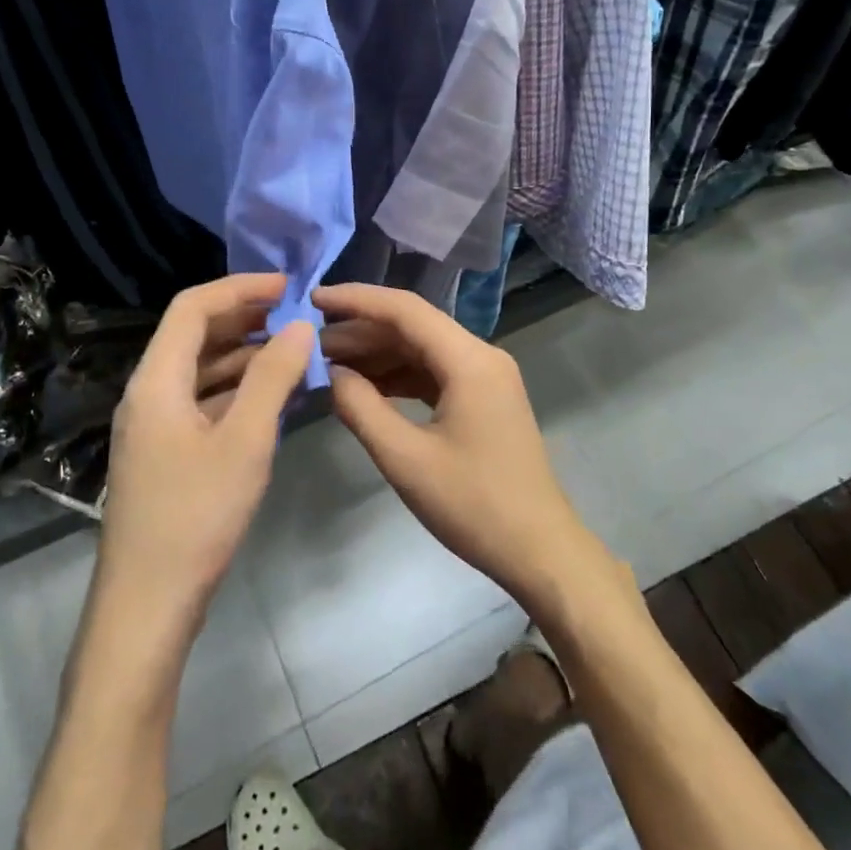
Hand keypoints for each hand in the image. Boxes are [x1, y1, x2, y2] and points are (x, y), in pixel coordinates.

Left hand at [97, 273, 312, 634]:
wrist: (146, 606)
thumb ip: (273, 378)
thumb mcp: (245, 441)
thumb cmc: (196, 517)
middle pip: (193, 335)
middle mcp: (148, 393)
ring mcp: (153, 425)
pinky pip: (201, 401)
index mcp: (156, 381)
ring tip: (290, 350)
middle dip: (242, 317)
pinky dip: (235, 389)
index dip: (239, 287)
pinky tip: (270, 397)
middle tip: (292, 314)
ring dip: (242, 354)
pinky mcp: (164, 453)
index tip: (286, 286)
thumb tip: (300, 327)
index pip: (192, 307)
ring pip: (199, 370)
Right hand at [315, 283, 616, 615]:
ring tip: (328, 364)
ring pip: (422, 349)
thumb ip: (361, 408)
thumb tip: (330, 373)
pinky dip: (398, 376)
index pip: (405, 309)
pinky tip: (364, 387)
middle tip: (311, 343)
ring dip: (377, 354)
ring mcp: (485, 377)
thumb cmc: (473, 505)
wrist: (539, 551)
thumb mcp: (405, 459)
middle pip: (413, 326)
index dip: (356, 300)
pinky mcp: (483, 398)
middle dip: (361, 331)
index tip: (312, 299)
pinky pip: (434, 373)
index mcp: (469, 360)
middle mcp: (481, 355)